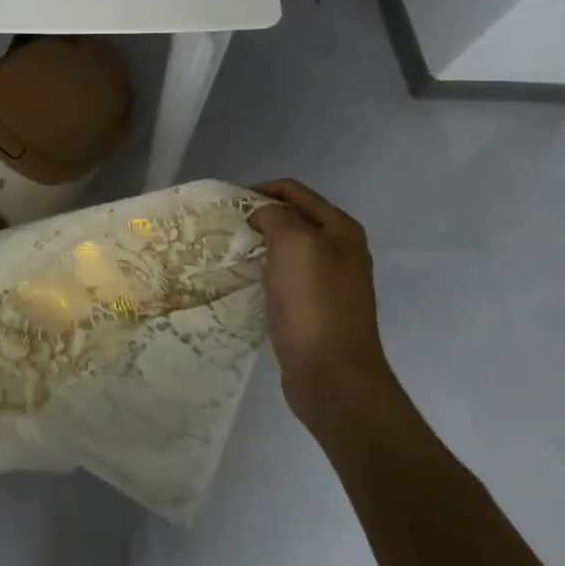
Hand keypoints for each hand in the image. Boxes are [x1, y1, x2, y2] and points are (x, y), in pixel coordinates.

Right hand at [248, 180, 389, 419]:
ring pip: (284, 247)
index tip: (226, 205)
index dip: (259, 191)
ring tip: (228, 252)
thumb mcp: (295, 243)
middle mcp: (339, 249)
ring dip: (257, 245)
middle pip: (290, 217)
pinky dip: (262, 270)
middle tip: (224, 228)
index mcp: (340, 229)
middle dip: (257, 217)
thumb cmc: (314, 302)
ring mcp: (327, 280)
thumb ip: (275, 215)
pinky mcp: (313, 306)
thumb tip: (261, 215)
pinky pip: (282, 275)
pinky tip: (243, 280)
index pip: (293, 191)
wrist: (332, 374)